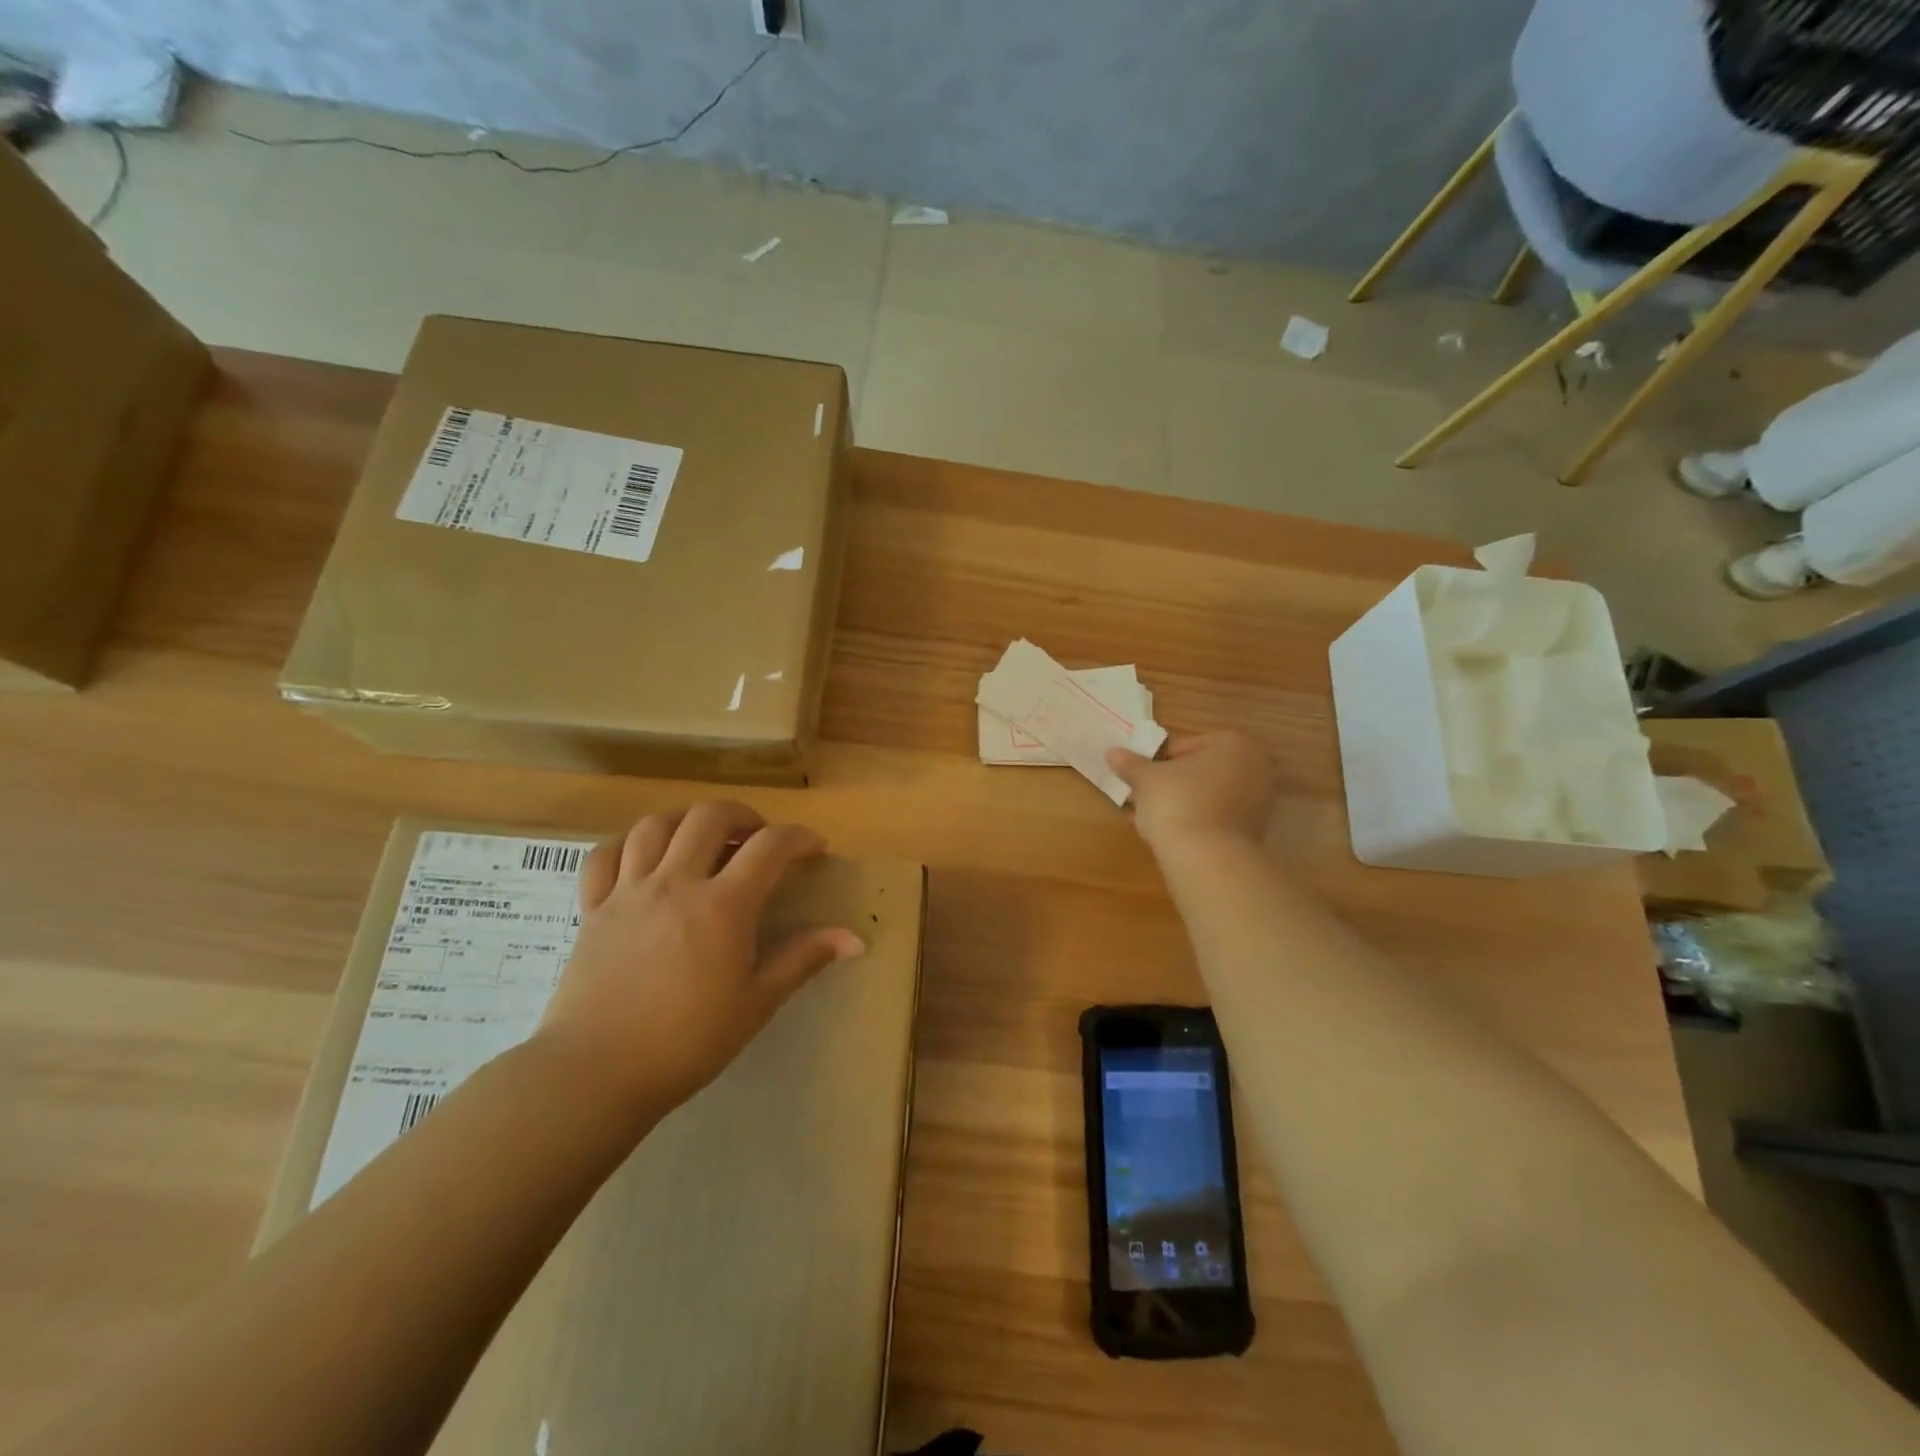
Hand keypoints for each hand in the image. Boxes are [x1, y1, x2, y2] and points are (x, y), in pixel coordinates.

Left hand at [535, 803, 864, 1128]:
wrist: (596, 1073)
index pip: (770, 846)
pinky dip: (627, 845)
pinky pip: (604, 856)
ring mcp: (628, 891)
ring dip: (687, 822)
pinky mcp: (592, 908)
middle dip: (743, 816)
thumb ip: (803, 959)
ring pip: (655, 825)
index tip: (815, 848)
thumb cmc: (686, 1042)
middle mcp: (676, 883)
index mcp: (723, 905)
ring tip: (702, 841)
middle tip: (757, 838)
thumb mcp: (756, 1003)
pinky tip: (642, 859)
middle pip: (710, 817)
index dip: (800, 838)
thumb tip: (855, 939)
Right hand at [1107, 731, 1278, 849]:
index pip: (1189, 745)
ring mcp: (1264, 800)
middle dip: (1182, 780)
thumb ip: (1131, 763)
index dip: (1163, 761)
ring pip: (1217, 793)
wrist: (1207, 857)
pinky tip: (1185, 833)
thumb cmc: (1178, 802)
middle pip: (1207, 768)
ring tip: (1166, 817)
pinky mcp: (1260, 830)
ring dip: (1195, 800)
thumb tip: (1112, 752)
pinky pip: (1226, 816)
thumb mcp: (1146, 779)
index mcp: (1234, 742)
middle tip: (1155, 796)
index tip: (1147, 778)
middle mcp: (1258, 766)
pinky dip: (1207, 820)